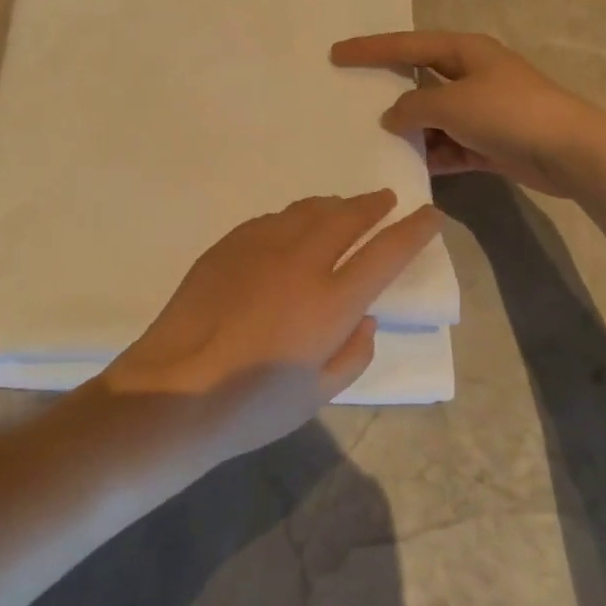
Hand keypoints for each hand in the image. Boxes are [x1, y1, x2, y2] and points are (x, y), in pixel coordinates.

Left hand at [97, 191, 440, 462]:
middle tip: (387, 199)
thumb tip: (364, 317)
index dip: (414, 229)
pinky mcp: (228, 244)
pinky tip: (292, 227)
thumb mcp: (318, 394)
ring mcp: (260, 246)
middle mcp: (301, 261)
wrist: (174, 389)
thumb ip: (353, 352)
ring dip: (334, 205)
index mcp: (331, 301)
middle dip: (374, 204)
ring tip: (344, 207)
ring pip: (307, 210)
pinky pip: (272, 219)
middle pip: (347, 216)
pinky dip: (294, 218)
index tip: (431, 215)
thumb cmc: (251, 405)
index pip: (387, 252)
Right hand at [331, 31, 605, 199]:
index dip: (369, 49)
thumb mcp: (452, 104)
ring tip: (371, 140)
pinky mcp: (489, 142)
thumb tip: (392, 116)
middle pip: (418, 80)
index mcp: (464, 51)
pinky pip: (449, 145)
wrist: (571, 152)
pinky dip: (432, 155)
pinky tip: (408, 167)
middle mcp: (471, 75)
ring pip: (432, 117)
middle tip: (350, 98)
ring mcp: (481, 110)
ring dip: (409, 130)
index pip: (406, 45)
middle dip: (387, 92)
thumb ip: (413, 106)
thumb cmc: (509, 113)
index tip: (336, 53)